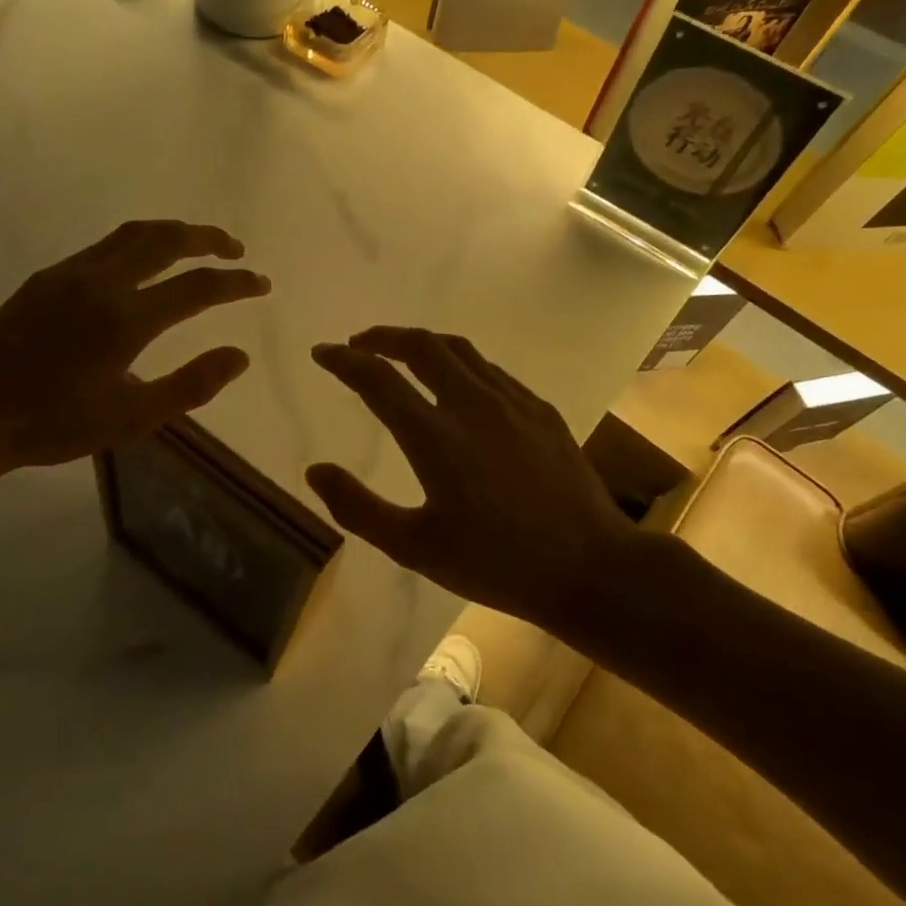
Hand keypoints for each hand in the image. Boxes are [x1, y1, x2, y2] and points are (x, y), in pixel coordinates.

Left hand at [0, 220, 268, 482]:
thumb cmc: (54, 424)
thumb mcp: (131, 418)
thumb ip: (191, 385)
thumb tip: (240, 355)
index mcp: (126, 319)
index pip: (198, 287)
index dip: (237, 283)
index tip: (261, 283)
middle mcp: (102, 283)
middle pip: (166, 240)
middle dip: (208, 239)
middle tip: (235, 250)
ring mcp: (70, 274)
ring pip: (133, 234)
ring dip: (172, 233)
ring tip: (196, 245)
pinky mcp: (46, 277)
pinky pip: (104, 246)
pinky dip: (137, 243)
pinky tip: (141, 264)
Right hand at [307, 327, 637, 624]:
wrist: (591, 568)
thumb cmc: (496, 564)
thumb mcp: (415, 548)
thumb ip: (358, 508)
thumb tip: (314, 471)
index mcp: (436, 438)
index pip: (377, 379)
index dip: (343, 360)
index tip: (322, 352)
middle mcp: (472, 405)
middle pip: (421, 346)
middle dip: (382, 337)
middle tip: (358, 345)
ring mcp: (512, 402)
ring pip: (458, 349)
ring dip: (421, 343)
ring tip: (400, 353)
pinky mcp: (540, 410)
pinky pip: (489, 369)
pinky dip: (458, 362)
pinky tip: (455, 383)